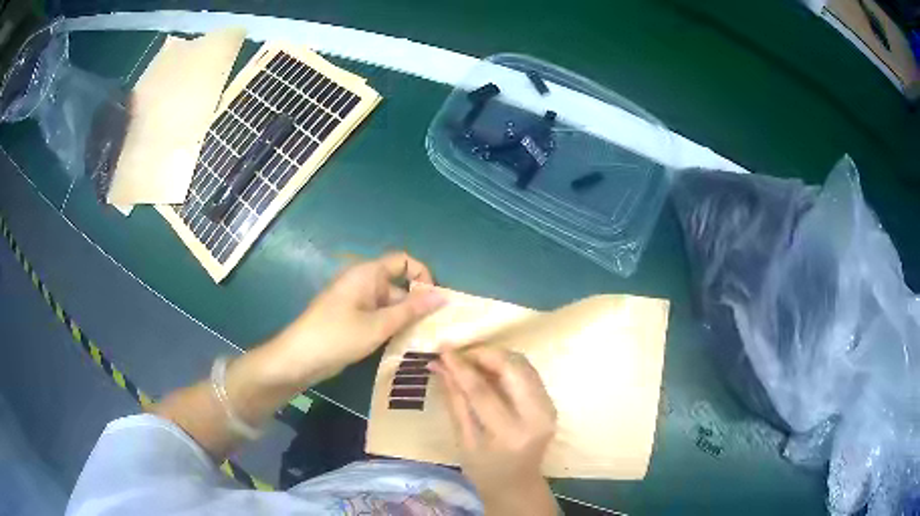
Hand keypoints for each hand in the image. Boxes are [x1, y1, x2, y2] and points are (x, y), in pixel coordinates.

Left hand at [270, 252, 445, 385]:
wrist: (299, 359)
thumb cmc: (338, 336)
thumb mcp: (378, 325)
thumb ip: (411, 311)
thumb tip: (444, 296)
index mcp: (368, 273)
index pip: (404, 261)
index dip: (422, 275)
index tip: (434, 301)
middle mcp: (363, 282)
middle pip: (399, 285)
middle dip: (417, 304)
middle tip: (436, 330)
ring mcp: (357, 302)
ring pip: (390, 305)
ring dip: (406, 320)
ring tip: (424, 341)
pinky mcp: (353, 319)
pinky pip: (379, 317)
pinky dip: (392, 327)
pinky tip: (403, 345)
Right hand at [431, 348, 557, 515]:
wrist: (517, 484)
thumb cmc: (484, 470)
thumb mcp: (464, 440)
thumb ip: (455, 400)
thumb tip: (440, 366)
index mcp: (510, 434)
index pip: (483, 391)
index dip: (461, 367)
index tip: (443, 349)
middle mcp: (536, 417)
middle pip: (512, 368)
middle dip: (483, 354)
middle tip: (458, 353)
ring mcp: (549, 408)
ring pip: (523, 365)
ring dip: (495, 356)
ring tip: (469, 359)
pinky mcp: (551, 403)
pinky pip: (528, 372)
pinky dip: (507, 364)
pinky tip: (487, 368)